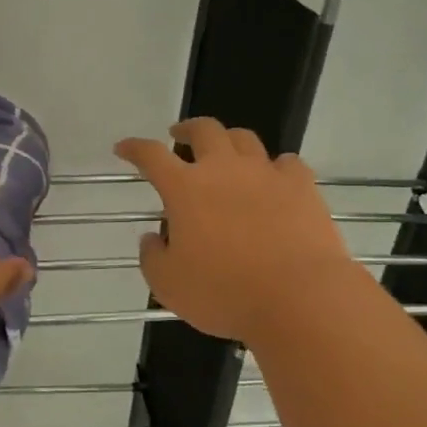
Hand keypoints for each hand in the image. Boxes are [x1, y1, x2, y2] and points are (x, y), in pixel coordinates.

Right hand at [115, 119, 359, 341]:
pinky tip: (273, 179)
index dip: (135, 148)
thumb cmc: (224, 293)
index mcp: (185, 189)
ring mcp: (266, 173)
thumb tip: (153, 238)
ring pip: (244, 139)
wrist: (298, 296)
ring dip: (228, 141)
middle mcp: (224, 169)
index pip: (151, 156)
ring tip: (225, 154)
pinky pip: (286, 163)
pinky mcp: (302, 186)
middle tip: (179, 137)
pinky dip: (274, 167)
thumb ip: (152, 257)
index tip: (124, 148)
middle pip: (204, 130)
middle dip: (187, 130)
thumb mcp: (168, 285)